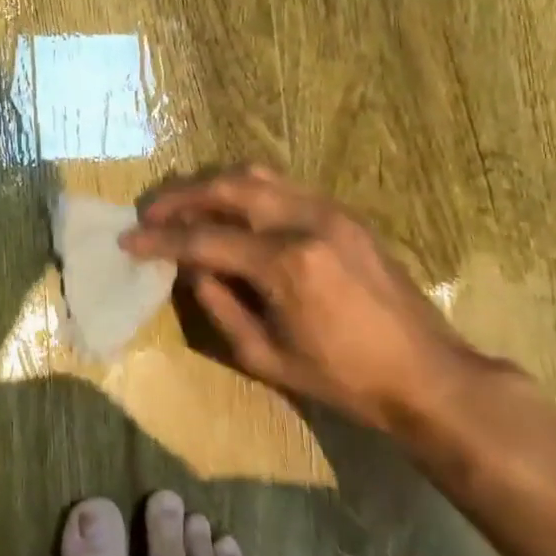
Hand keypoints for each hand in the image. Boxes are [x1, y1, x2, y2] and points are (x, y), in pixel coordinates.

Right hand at [120, 167, 489, 430]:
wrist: (427, 374)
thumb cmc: (344, 379)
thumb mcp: (266, 357)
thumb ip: (219, 306)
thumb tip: (190, 270)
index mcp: (286, 264)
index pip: (205, 239)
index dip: (160, 240)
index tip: (128, 240)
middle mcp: (306, 222)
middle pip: (228, 188)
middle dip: (181, 197)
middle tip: (151, 213)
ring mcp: (330, 211)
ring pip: (257, 175)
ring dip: (214, 185)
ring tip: (187, 205)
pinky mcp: (345, 214)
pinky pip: (284, 187)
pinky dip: (248, 191)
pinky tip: (233, 210)